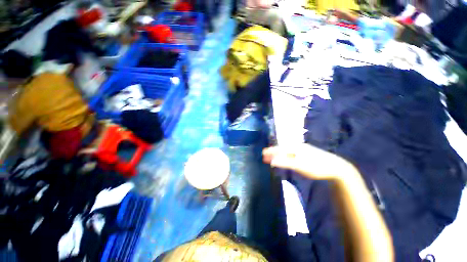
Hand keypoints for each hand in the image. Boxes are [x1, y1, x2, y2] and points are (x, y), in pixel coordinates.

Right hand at [263, 143, 353, 179]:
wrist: (336, 167)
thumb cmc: (316, 166)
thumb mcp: (299, 165)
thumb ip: (285, 162)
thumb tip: (272, 161)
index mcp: (295, 148)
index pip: (279, 149)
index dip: (270, 151)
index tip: (263, 153)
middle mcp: (297, 146)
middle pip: (282, 149)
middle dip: (273, 152)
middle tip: (265, 156)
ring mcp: (303, 150)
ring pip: (287, 151)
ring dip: (279, 154)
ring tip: (273, 157)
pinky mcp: (307, 153)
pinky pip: (292, 153)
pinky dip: (285, 155)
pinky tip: (285, 157)